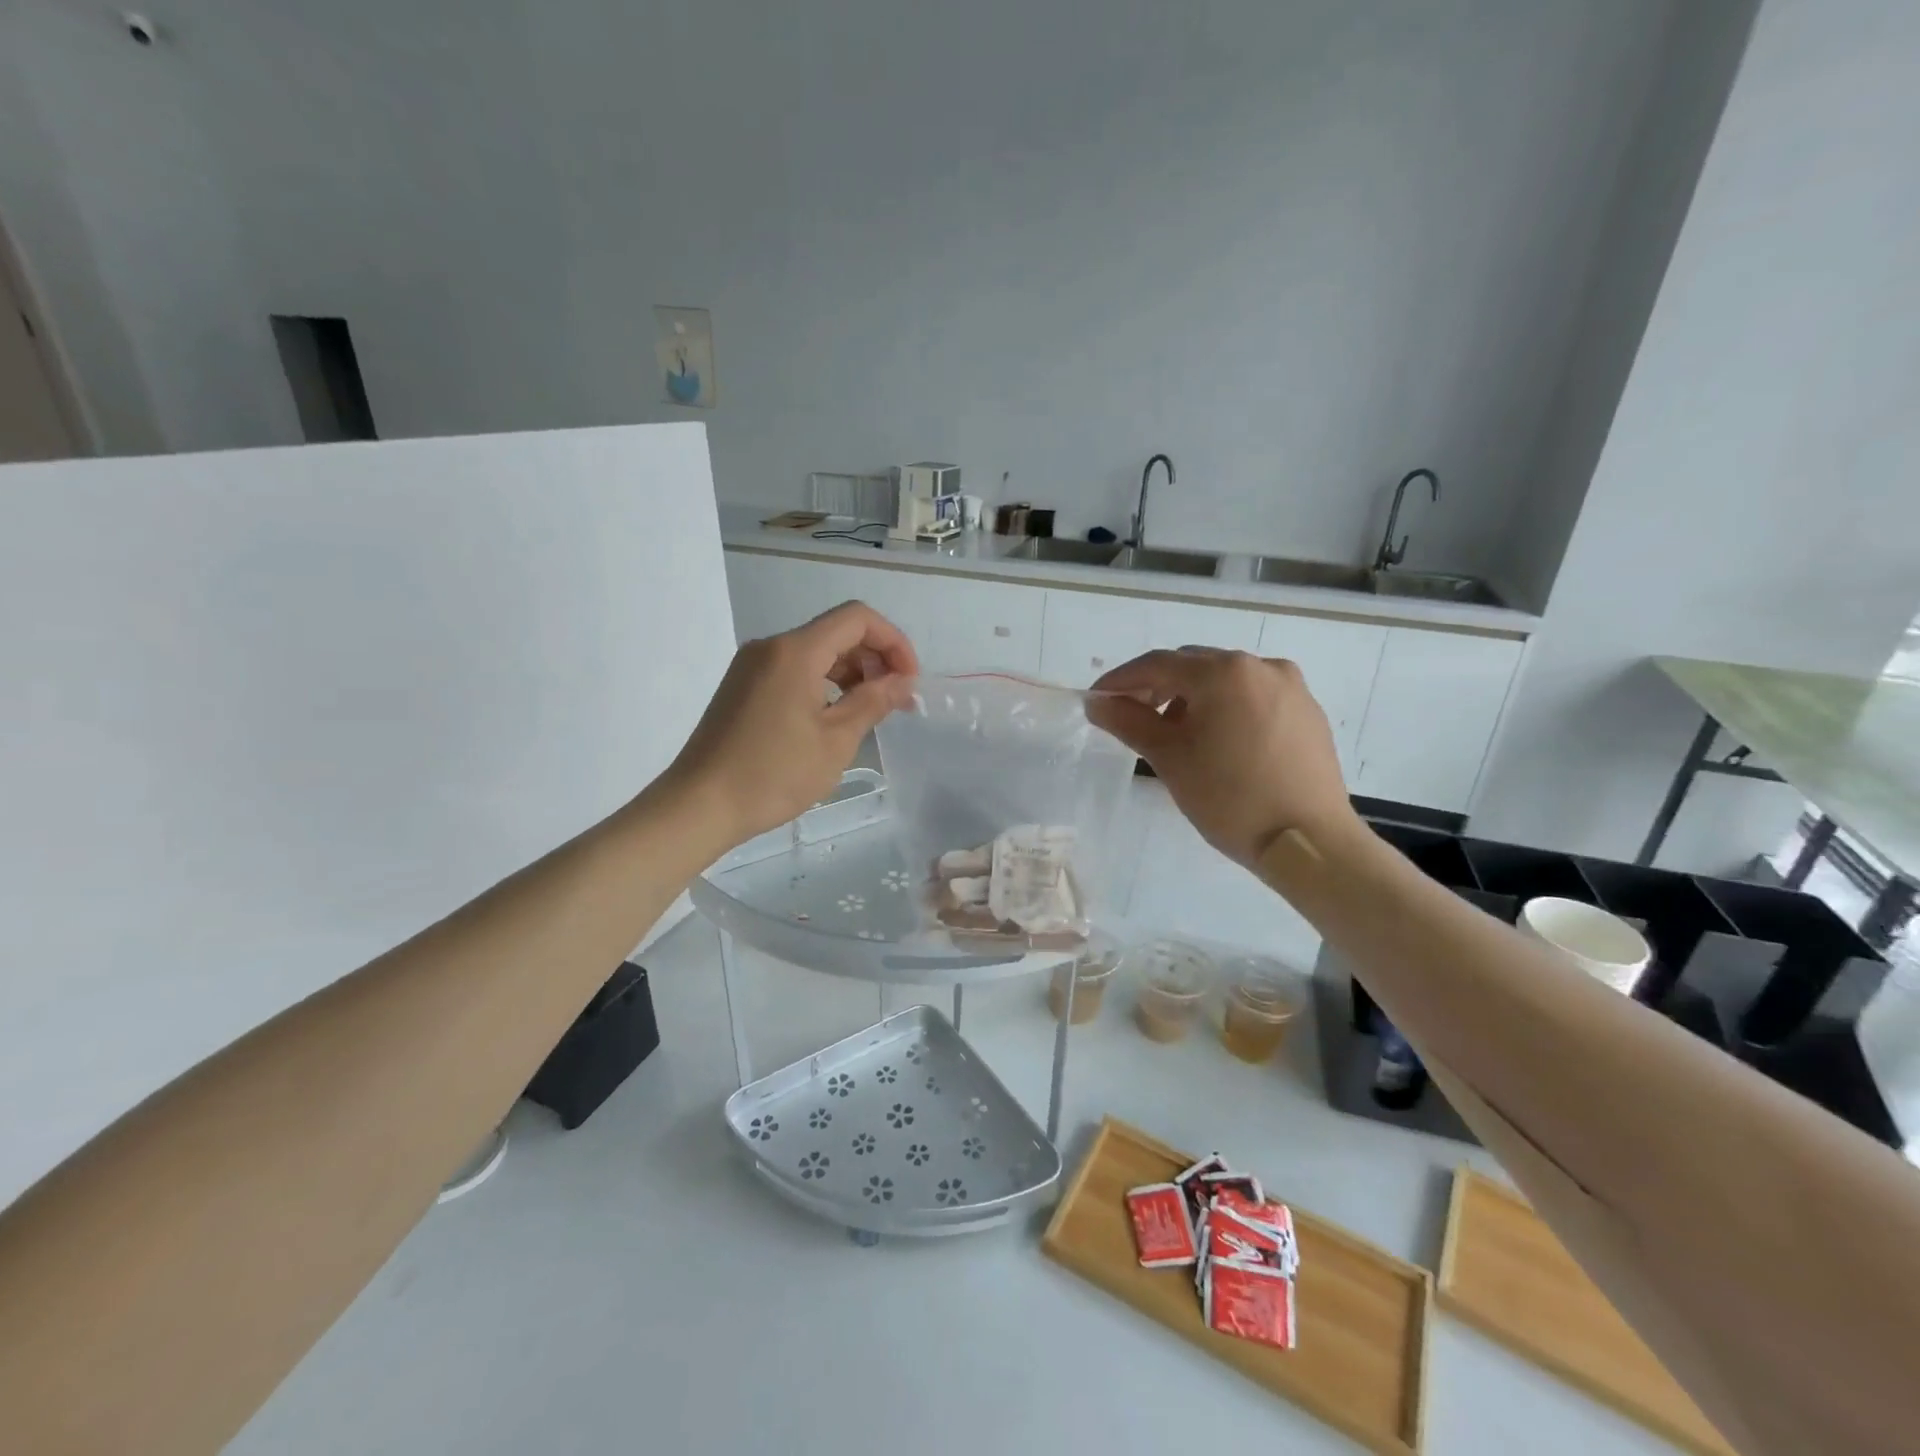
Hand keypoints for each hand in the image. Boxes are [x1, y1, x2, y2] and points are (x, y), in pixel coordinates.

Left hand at [661, 601, 918, 847]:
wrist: (700, 804)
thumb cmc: (773, 774)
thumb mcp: (835, 741)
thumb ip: (873, 702)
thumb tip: (902, 682)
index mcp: (795, 651)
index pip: (857, 619)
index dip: (893, 642)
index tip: (908, 680)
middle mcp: (771, 646)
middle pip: (836, 632)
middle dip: (874, 658)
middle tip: (896, 700)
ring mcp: (752, 665)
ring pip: (815, 651)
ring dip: (850, 672)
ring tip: (870, 711)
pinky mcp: (743, 686)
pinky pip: (794, 669)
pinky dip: (824, 683)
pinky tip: (835, 716)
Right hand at [1087, 648, 1357, 866]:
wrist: (1309, 842)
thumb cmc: (1230, 798)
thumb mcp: (1169, 758)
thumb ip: (1128, 721)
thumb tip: (1096, 702)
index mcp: (1223, 672)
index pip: (1157, 664)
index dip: (1121, 680)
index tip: (1096, 700)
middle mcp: (1260, 665)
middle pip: (1193, 666)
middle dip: (1158, 687)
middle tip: (1133, 718)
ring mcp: (1290, 687)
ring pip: (1225, 680)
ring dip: (1193, 698)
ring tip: (1177, 735)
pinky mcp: (1307, 711)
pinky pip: (1254, 696)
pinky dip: (1227, 708)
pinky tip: (1219, 742)